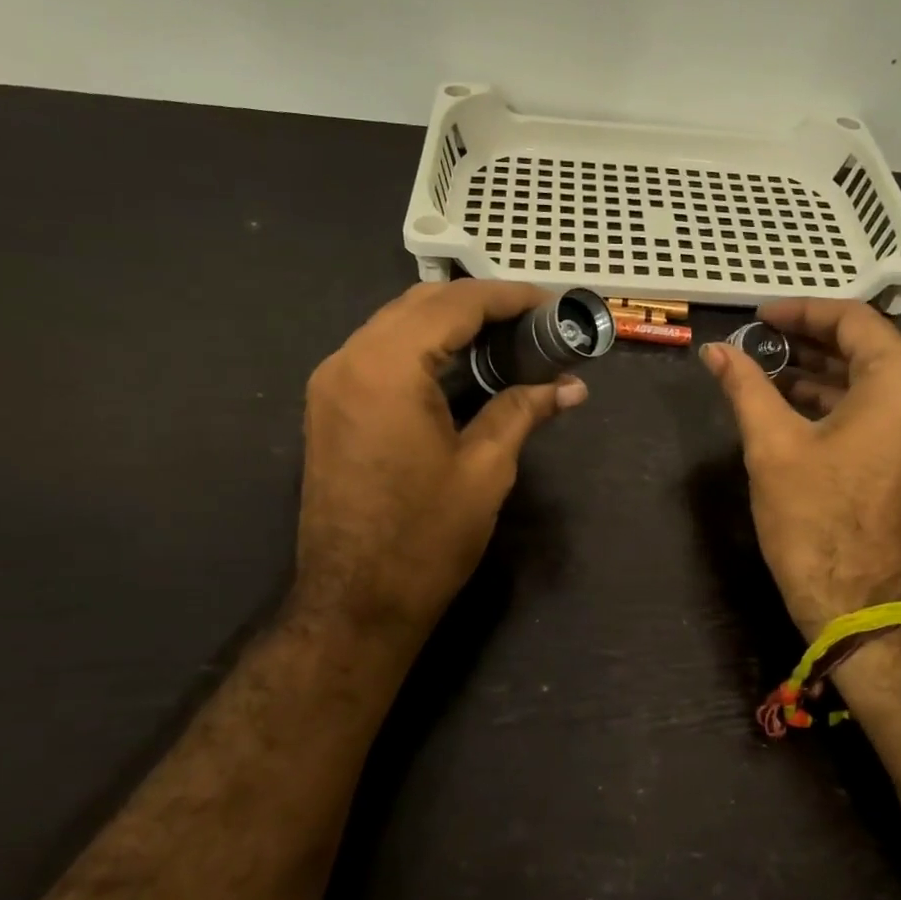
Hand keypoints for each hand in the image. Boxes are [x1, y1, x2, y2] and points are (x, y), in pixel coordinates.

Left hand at [291, 281, 587, 661]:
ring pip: (397, 324)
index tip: (552, 304)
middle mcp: (349, 360)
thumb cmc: (425, 538)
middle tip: (534, 320)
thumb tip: (571, 387)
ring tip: (506, 336)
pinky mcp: (329, 406)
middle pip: (422, 303)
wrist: (354, 602)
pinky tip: (461, 362)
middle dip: (481, 303)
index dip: (509, 297)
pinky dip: (423, 345)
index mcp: (387, 367)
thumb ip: (524, 410)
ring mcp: (332, 382)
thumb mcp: (486, 469)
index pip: (455, 304)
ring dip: (451, 321)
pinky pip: (380, 352)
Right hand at [702, 300, 900, 639]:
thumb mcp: (773, 445)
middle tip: (760, 342)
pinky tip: (794, 408)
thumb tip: (715, 350)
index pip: (854, 320)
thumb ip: (746, 386)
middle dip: (811, 341)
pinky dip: (840, 403)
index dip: (802, 311)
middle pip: (869, 348)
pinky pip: (882, 412)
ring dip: (823, 373)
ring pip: (874, 382)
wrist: (863, 609)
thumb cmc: (817, 521)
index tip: (759, 317)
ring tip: (768, 373)